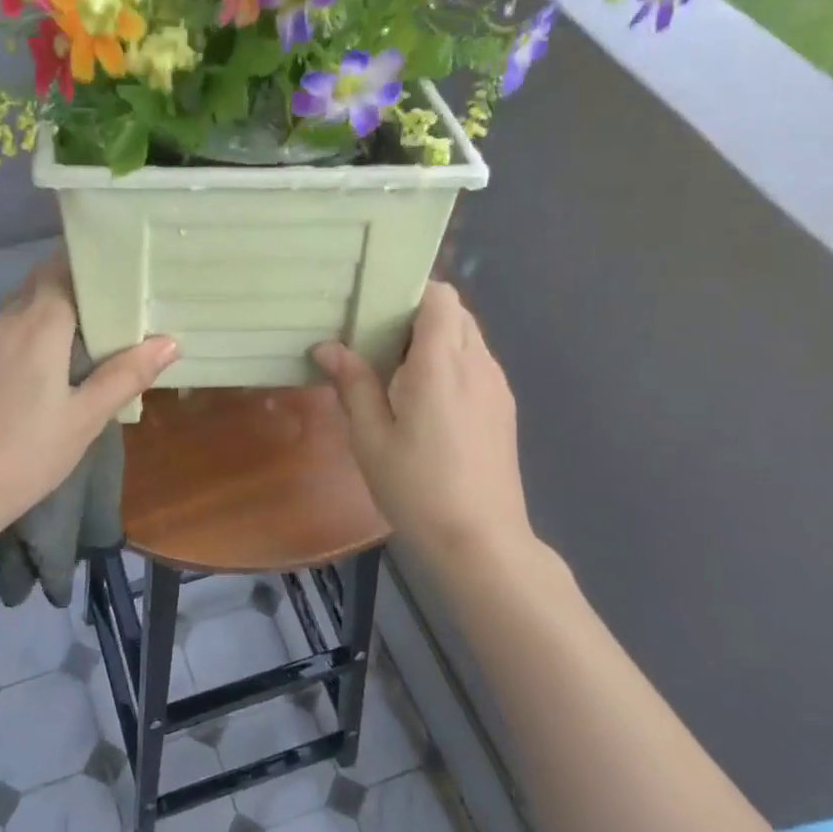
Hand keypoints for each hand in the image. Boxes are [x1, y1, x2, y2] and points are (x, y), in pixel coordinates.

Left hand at [0, 254, 177, 536]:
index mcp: (35, 325)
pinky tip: (30, 380)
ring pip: (15, 314)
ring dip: (43, 323)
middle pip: (38, 289)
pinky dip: (19, 343)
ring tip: (72, 356)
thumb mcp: (84, 420)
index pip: (62, 270)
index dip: (89, 271)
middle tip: (105, 323)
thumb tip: (170, 342)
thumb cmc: (25, 456)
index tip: (117, 281)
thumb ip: (126, 375)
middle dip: (71, 297)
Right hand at [313, 281, 532, 568]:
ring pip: (469, 339)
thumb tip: (327, 347)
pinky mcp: (505, 409)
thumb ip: (353, 385)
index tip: (377, 313)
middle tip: (379, 348)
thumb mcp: (370, 439)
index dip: (410, 293)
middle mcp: (478, 363)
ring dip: (436, 342)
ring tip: (399, 378)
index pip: (440, 296)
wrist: (480, 538)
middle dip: (418, 317)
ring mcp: (497, 386)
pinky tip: (428, 405)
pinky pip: (478, 365)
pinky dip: (453, 365)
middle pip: (455, 313)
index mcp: (441, 363)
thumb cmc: (416, 488)